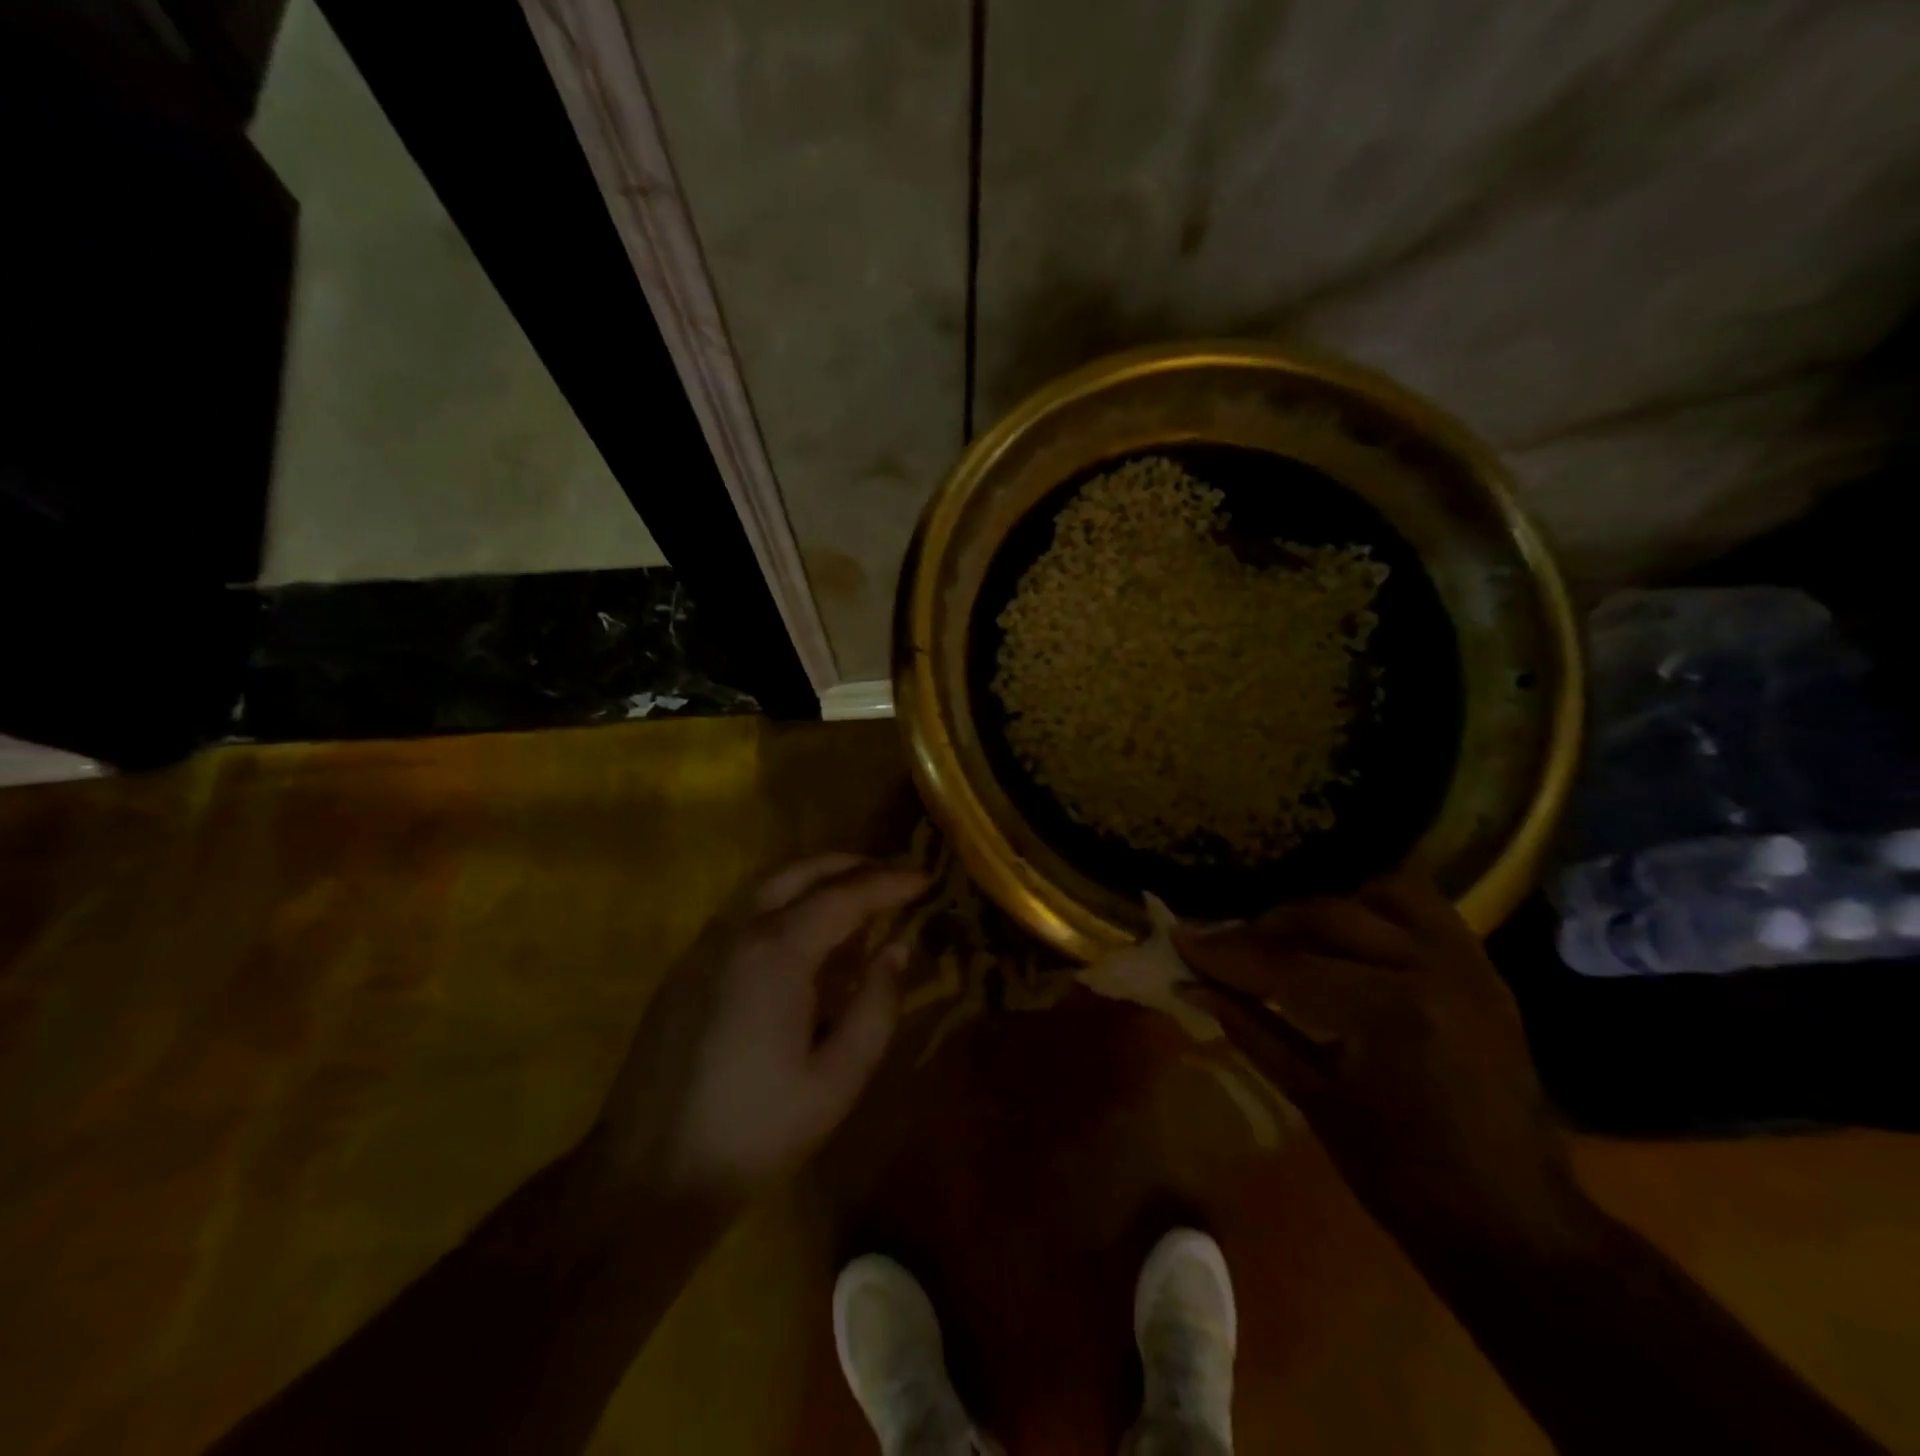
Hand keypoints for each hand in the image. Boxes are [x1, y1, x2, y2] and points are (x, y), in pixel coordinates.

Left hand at [582, 854, 924, 1211]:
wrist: (646, 1179)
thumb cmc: (755, 1132)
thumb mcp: (837, 1079)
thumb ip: (876, 1007)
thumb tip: (897, 950)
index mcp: (776, 953)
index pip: (844, 896)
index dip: (889, 883)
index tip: (925, 879)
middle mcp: (736, 932)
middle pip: (798, 872)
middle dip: (849, 864)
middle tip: (890, 875)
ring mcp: (702, 947)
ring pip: (763, 884)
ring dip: (812, 876)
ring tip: (851, 892)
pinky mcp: (684, 969)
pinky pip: (741, 910)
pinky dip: (781, 899)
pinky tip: (800, 932)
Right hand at [1173, 874, 1591, 1250]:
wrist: (1518, 1225)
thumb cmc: (1405, 1179)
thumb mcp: (1316, 1101)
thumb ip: (1251, 1029)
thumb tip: (1192, 986)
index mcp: (1390, 1013)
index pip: (1284, 965)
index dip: (1224, 953)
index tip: (1178, 939)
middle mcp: (1431, 969)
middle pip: (1323, 917)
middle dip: (1261, 929)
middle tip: (1221, 947)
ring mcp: (1466, 963)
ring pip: (1374, 896)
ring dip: (1321, 912)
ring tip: (1288, 940)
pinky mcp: (1482, 968)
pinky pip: (1421, 908)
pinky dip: (1374, 910)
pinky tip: (1347, 940)